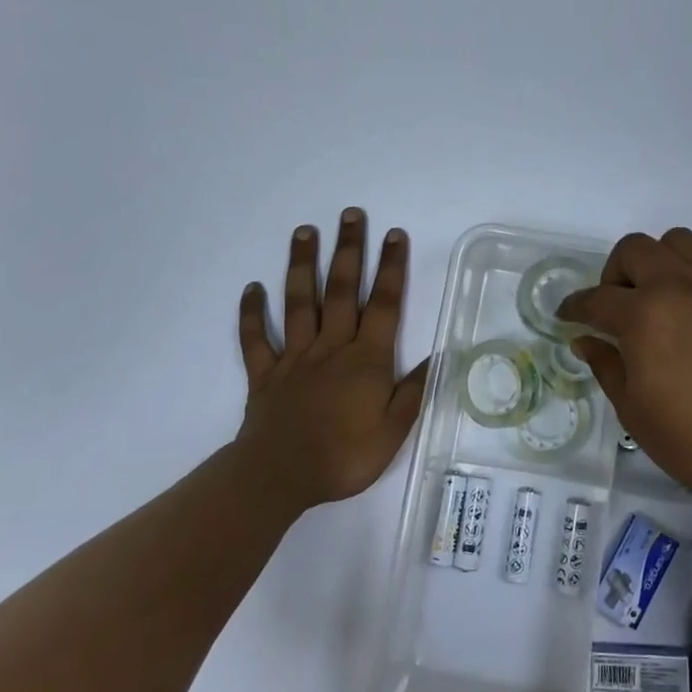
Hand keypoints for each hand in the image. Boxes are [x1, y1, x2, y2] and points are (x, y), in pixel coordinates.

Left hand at [235, 209, 429, 510]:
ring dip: (302, 265)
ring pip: (299, 302)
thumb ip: (414, 390)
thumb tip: (440, 356)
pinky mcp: (265, 374)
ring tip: (304, 231)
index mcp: (366, 359)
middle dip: (348, 250)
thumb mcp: (393, 431)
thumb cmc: (344, 456)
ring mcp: (295, 357)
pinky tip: (251, 289)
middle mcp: (331, 347)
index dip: (391, 267)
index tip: (393, 234)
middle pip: (341, 290)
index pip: (383, 304)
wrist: (280, 477)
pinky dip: (252, 313)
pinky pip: (256, 339)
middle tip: (350, 214)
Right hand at [557, 228, 691, 506]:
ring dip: (661, 261)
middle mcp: (680, 285)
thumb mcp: (633, 410)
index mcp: (643, 315)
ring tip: (663, 295)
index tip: (568, 316)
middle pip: (634, 249)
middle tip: (618, 307)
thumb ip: (606, 365)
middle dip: (614, 273)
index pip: (595, 299)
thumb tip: (585, 340)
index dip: (575, 307)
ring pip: (680, 241)